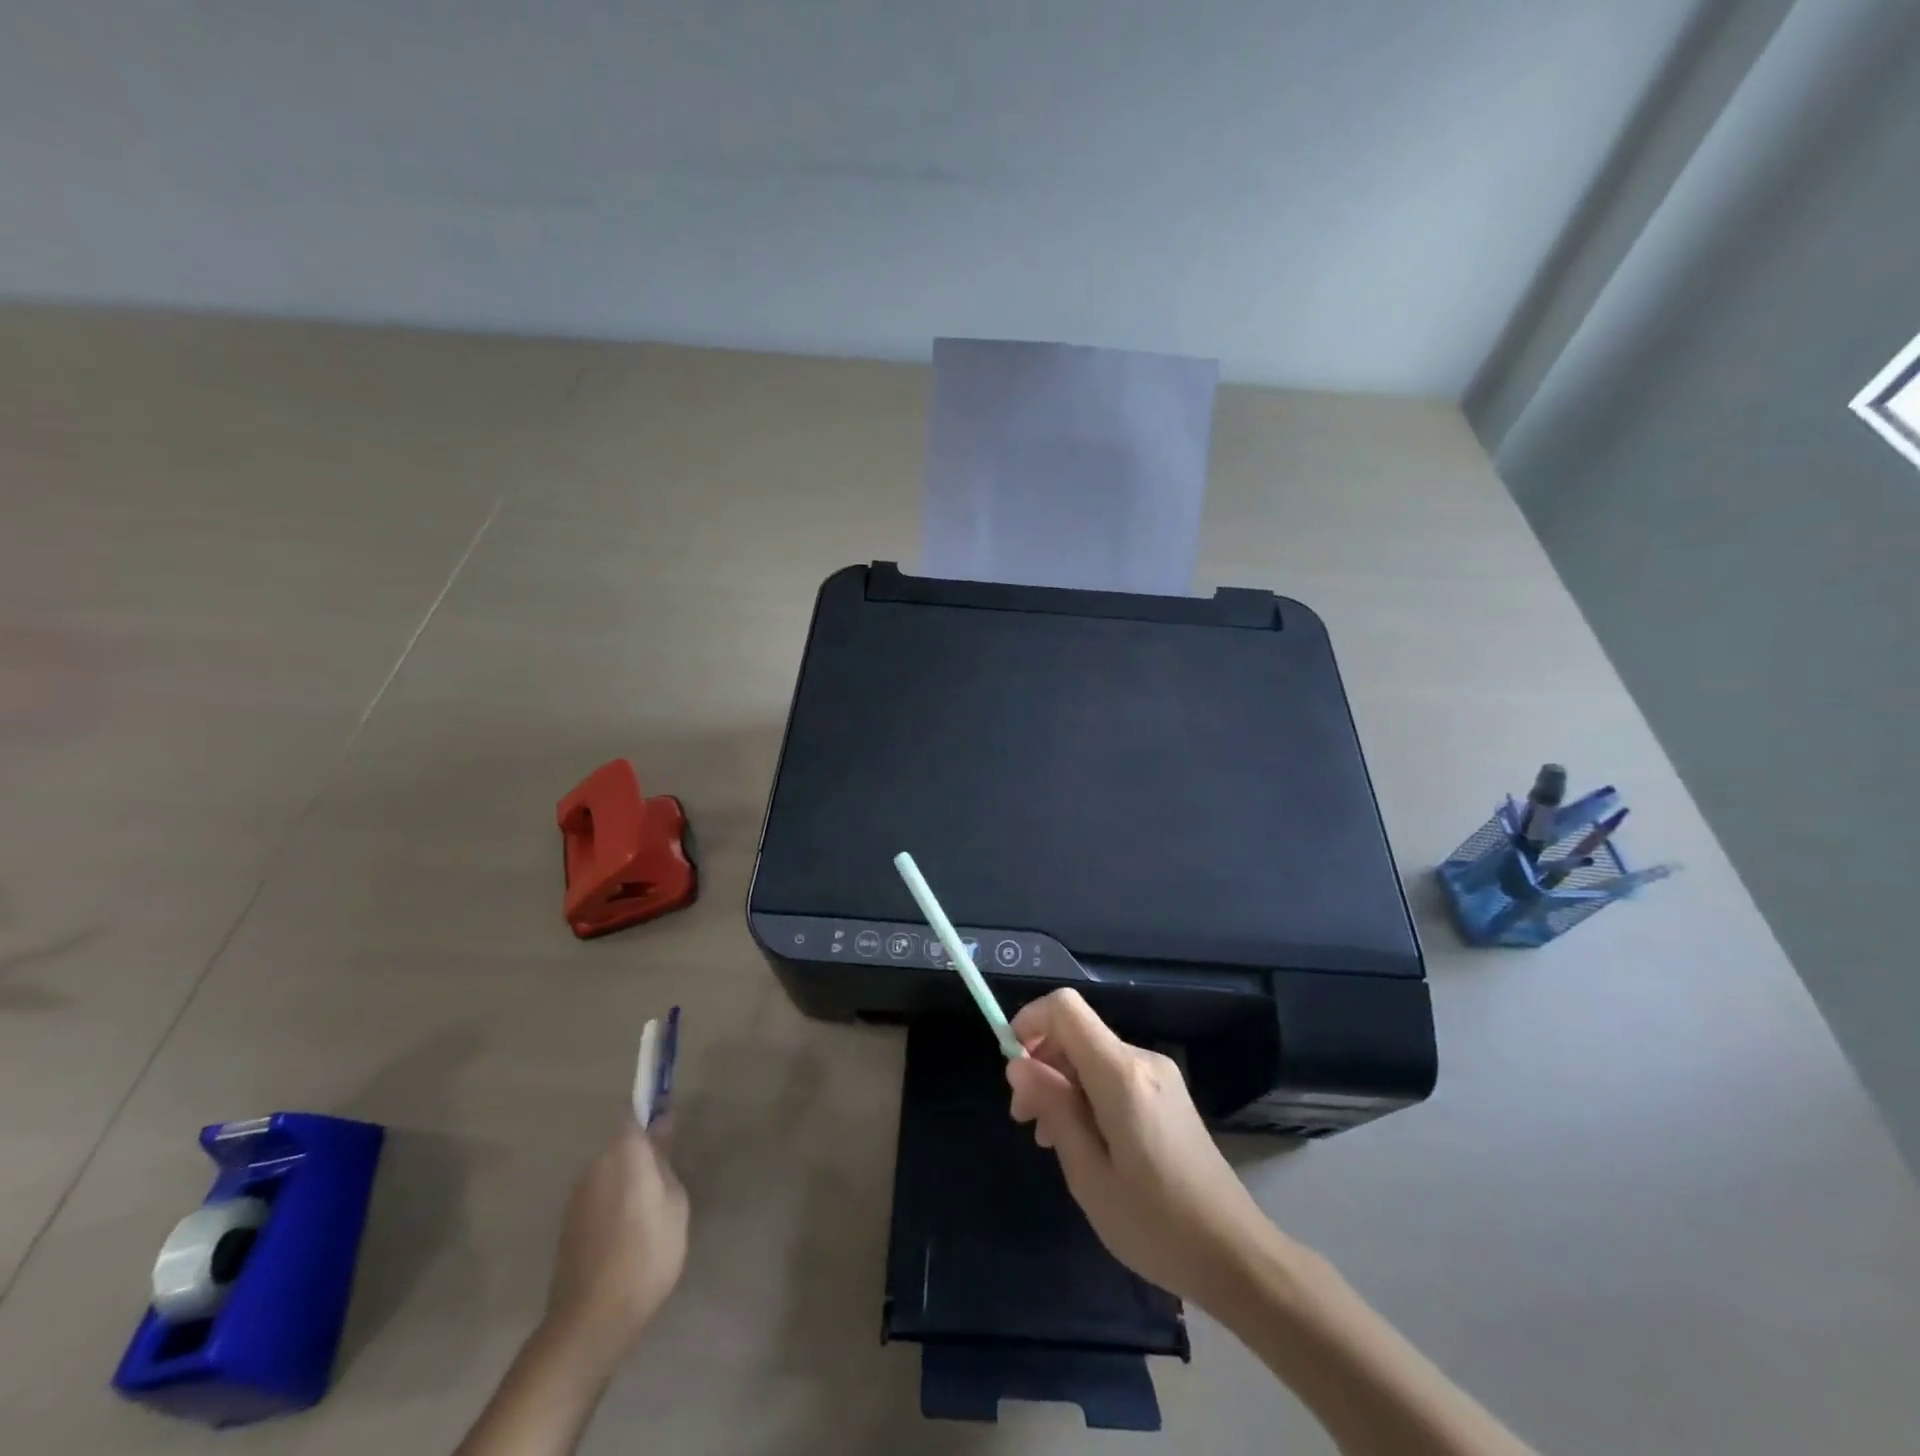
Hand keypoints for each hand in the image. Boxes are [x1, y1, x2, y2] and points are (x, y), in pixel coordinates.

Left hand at [541, 1122, 688, 1375]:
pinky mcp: (568, 1225)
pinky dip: (613, 1205)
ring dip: (627, 1182)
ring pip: (609, 1173)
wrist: (590, 1323)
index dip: (649, 1116)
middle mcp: (595, 1167)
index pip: (632, 1116)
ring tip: (649, 1215)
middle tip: (667, 1183)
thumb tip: (660, 1127)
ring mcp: (577, 1197)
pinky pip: (598, 1198)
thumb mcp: (674, 1205)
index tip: (668, 1129)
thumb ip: (665, 1162)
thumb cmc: (646, 1256)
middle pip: (621, 1146)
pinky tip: (628, 1236)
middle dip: (641, 1155)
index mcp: (623, 1154)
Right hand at [1006, 989, 1272, 1309]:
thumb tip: (1018, 1064)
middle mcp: (1142, 1060)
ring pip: (1093, 1055)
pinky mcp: (1168, 1094)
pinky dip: (1087, 1094)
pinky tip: (1083, 1140)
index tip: (1012, 1068)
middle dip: (1041, 1063)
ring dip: (1062, 1083)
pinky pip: (1114, 1075)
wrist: (1236, 1256)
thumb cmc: (1155, 1223)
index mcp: (1121, 1073)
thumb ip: (1053, 1108)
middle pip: (1077, 1032)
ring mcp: (1160, 1075)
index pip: (1065, 1008)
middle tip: (1024, 1119)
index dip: (1030, 1022)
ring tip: (1049, 1138)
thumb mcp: (1088, 1174)